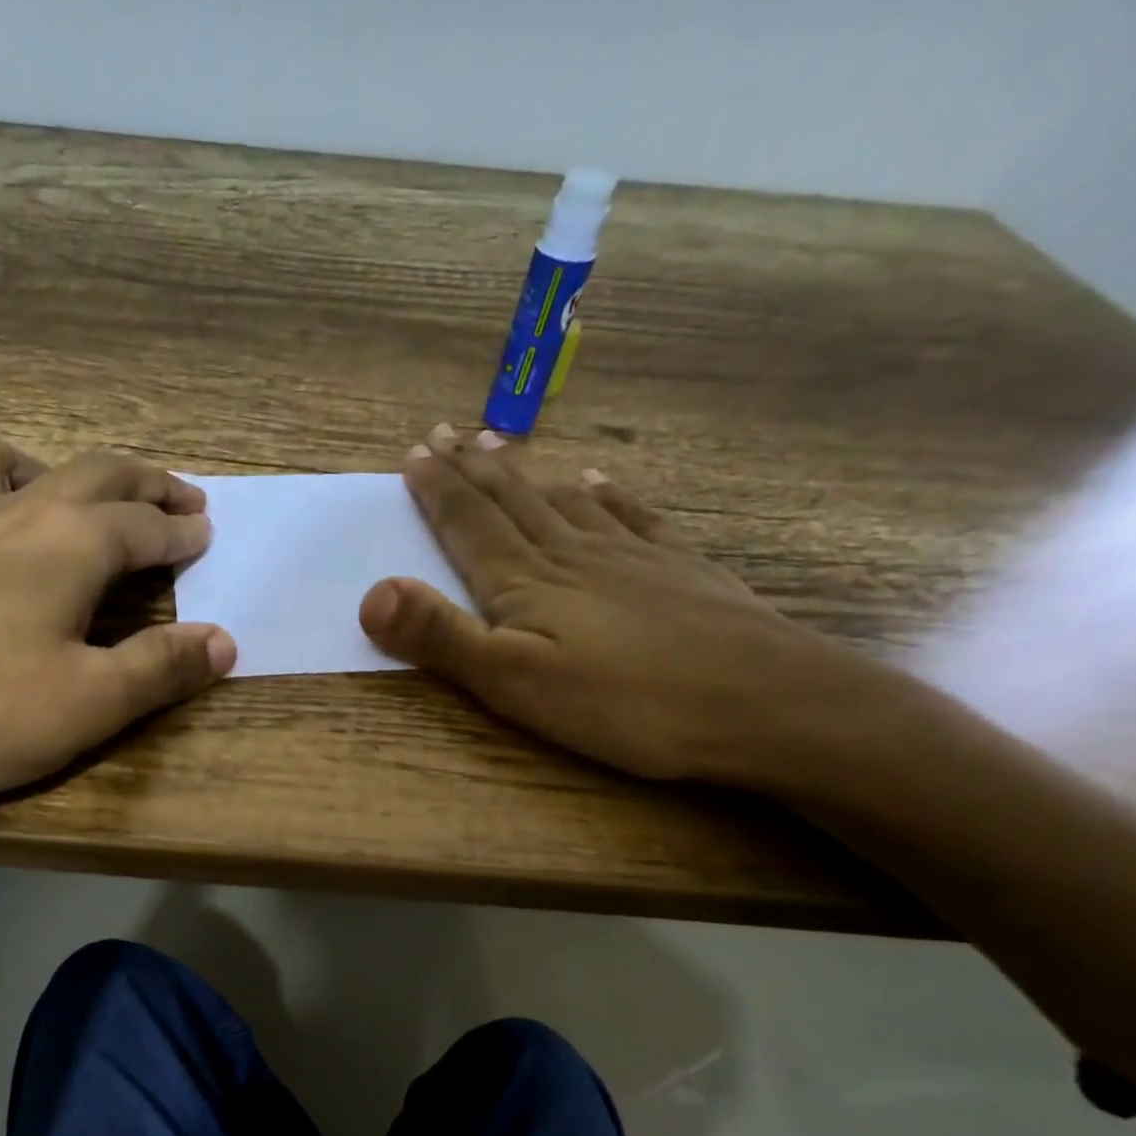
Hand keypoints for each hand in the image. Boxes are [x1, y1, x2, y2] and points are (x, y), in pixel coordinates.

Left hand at [0, 434, 234, 834]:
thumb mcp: (92, 702)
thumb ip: (162, 667)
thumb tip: (225, 642)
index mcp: (68, 543)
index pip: (144, 525)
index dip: (182, 533)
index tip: (207, 536)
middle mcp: (14, 516)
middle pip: (93, 474)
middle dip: (145, 484)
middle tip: (182, 500)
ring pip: (14, 464)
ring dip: (64, 470)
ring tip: (83, 500)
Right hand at [359, 424, 854, 783]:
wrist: (763, 703)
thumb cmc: (625, 703)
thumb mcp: (514, 683)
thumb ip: (441, 637)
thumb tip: (371, 592)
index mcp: (525, 582)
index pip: (468, 524)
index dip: (437, 490)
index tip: (414, 453)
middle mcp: (570, 554)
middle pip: (510, 500)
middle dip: (471, 467)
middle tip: (444, 432)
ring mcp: (629, 556)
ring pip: (561, 501)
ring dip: (524, 473)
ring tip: (501, 443)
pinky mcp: (677, 569)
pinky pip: (630, 516)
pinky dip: (605, 494)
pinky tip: (595, 480)